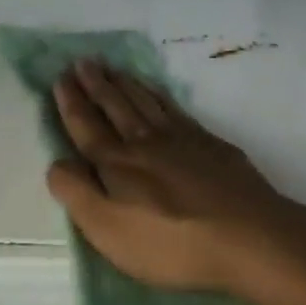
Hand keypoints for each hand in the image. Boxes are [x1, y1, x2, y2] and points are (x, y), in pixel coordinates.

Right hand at [44, 59, 305, 300]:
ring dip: (126, 84)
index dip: (72, 104)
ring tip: (114, 68)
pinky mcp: (212, 145)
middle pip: (117, 107)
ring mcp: (183, 140)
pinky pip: (177, 109)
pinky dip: (161, 96)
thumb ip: (78, 194)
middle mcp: (146, 142)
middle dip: (97, 85)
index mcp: (117, 164)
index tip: (62, 78)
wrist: (248, 236)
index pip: (87, 128)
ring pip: (147, 103)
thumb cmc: (171, 244)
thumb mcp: (109, 230)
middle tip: (83, 61)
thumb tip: (57, 163)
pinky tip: (159, 94)